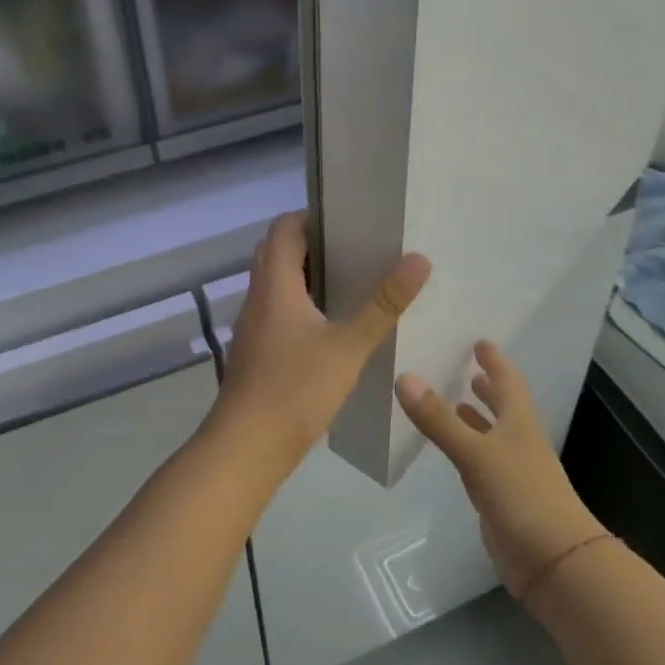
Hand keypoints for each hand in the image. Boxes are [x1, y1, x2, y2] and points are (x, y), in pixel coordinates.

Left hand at [209, 212, 430, 468]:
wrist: (245, 448)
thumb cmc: (295, 389)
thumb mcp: (348, 346)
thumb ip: (383, 304)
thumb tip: (418, 259)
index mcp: (275, 285)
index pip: (283, 228)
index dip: (311, 217)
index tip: (348, 221)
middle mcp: (258, 297)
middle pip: (277, 253)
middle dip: (313, 245)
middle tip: (356, 250)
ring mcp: (253, 326)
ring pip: (277, 284)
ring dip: (307, 276)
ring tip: (352, 283)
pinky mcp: (256, 351)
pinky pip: (277, 311)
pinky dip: (301, 305)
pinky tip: (331, 327)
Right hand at [395, 342, 606, 604]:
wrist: (555, 563)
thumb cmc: (522, 496)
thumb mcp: (476, 453)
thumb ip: (439, 419)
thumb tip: (405, 377)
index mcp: (519, 423)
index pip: (508, 382)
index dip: (495, 361)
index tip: (480, 342)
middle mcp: (518, 442)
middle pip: (504, 407)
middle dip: (487, 388)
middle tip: (467, 369)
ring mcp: (512, 472)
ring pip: (491, 436)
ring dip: (476, 419)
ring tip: (455, 403)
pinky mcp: (501, 500)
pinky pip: (480, 464)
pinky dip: (467, 451)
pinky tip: (452, 453)